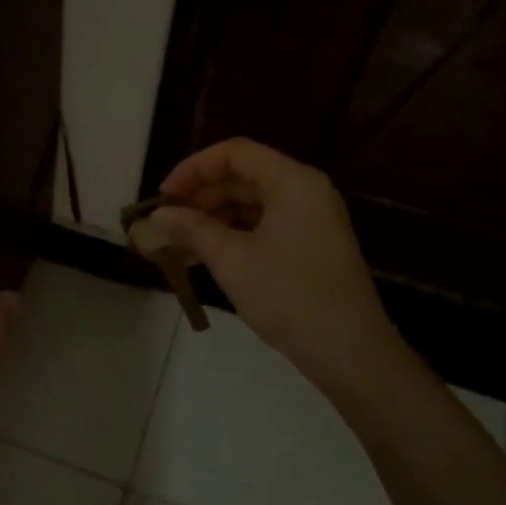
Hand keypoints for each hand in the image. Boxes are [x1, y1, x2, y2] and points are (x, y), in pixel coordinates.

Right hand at [129, 138, 398, 393]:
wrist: (348, 351)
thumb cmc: (288, 296)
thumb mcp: (231, 260)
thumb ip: (191, 230)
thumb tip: (157, 215)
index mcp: (292, 181)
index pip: (234, 153)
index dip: (193, 169)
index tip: (162, 197)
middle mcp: (305, 191)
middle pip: (243, 177)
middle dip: (200, 197)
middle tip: (165, 223)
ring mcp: (312, 219)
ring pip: (252, 204)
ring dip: (213, 219)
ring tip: (177, 244)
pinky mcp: (311, 245)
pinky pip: (264, 226)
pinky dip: (233, 235)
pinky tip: (205, 256)